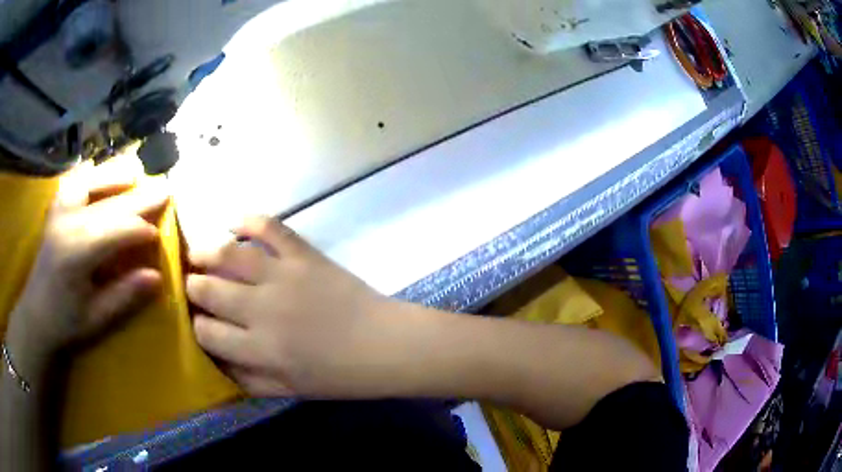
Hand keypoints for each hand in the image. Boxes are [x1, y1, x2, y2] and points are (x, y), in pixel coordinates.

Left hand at [5, 162, 167, 378]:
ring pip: (89, 183)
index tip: (159, 235)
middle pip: (108, 204)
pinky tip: (100, 170)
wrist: (36, 315)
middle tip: (165, 188)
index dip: (139, 230)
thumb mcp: (97, 319)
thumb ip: (124, 296)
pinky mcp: (55, 211)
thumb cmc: (66, 323)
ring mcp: (59, 212)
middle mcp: (67, 222)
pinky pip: (73, 183)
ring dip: (113, 175)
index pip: (115, 230)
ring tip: (135, 169)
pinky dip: (89, 174)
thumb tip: (156, 277)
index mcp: (76, 252)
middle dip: (138, 198)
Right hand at [187, 217, 398, 397]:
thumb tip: (215, 362)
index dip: (195, 326)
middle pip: (207, 289)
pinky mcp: (303, 254)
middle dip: (192, 287)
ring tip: (196, 254)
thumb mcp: (289, 390)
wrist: (386, 345)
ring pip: (227, 255)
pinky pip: (269, 227)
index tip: (196, 320)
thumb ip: (248, 380)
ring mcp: (282, 276)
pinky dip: (248, 220)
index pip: (206, 332)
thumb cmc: (339, 376)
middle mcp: (261, 310)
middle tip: (192, 286)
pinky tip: (233, 223)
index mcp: (259, 349)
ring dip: (204, 251)